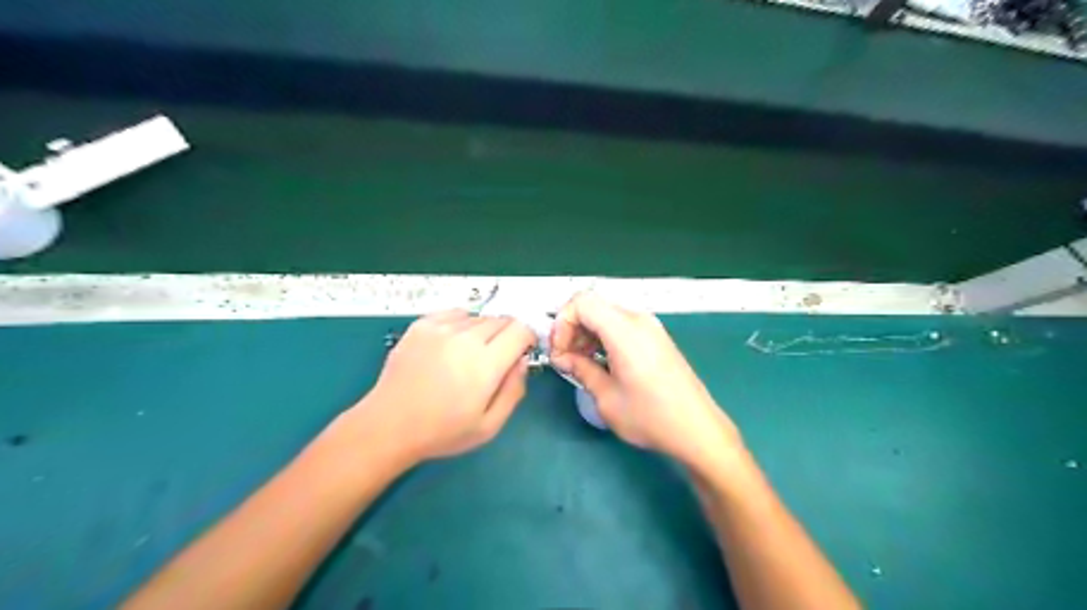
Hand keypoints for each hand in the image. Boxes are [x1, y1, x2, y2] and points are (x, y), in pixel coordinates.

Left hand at [352, 309, 534, 465]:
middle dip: (507, 336)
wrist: (389, 425)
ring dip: (484, 331)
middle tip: (495, 360)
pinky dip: (461, 323)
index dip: (526, 339)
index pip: (520, 330)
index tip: (520, 353)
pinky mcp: (421, 325)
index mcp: (485, 364)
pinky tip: (452, 344)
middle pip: (501, 320)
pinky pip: (454, 313)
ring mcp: (441, 328)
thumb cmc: (442, 432)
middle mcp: (465, 338)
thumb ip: (513, 390)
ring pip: (478, 317)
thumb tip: (521, 361)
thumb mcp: (489, 426)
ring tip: (469, 355)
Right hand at [547, 293, 742, 465]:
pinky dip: (604, 337)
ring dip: (587, 333)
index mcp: (625, 330)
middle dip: (572, 328)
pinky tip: (601, 363)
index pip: (582, 302)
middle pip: (593, 305)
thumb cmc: (651, 417)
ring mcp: (650, 327)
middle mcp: (638, 320)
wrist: (697, 429)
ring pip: (606, 314)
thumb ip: (580, 370)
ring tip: (581, 364)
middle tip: (565, 359)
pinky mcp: (656, 338)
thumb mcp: (607, 397)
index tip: (559, 350)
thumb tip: (561, 358)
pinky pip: (621, 325)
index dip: (563, 322)